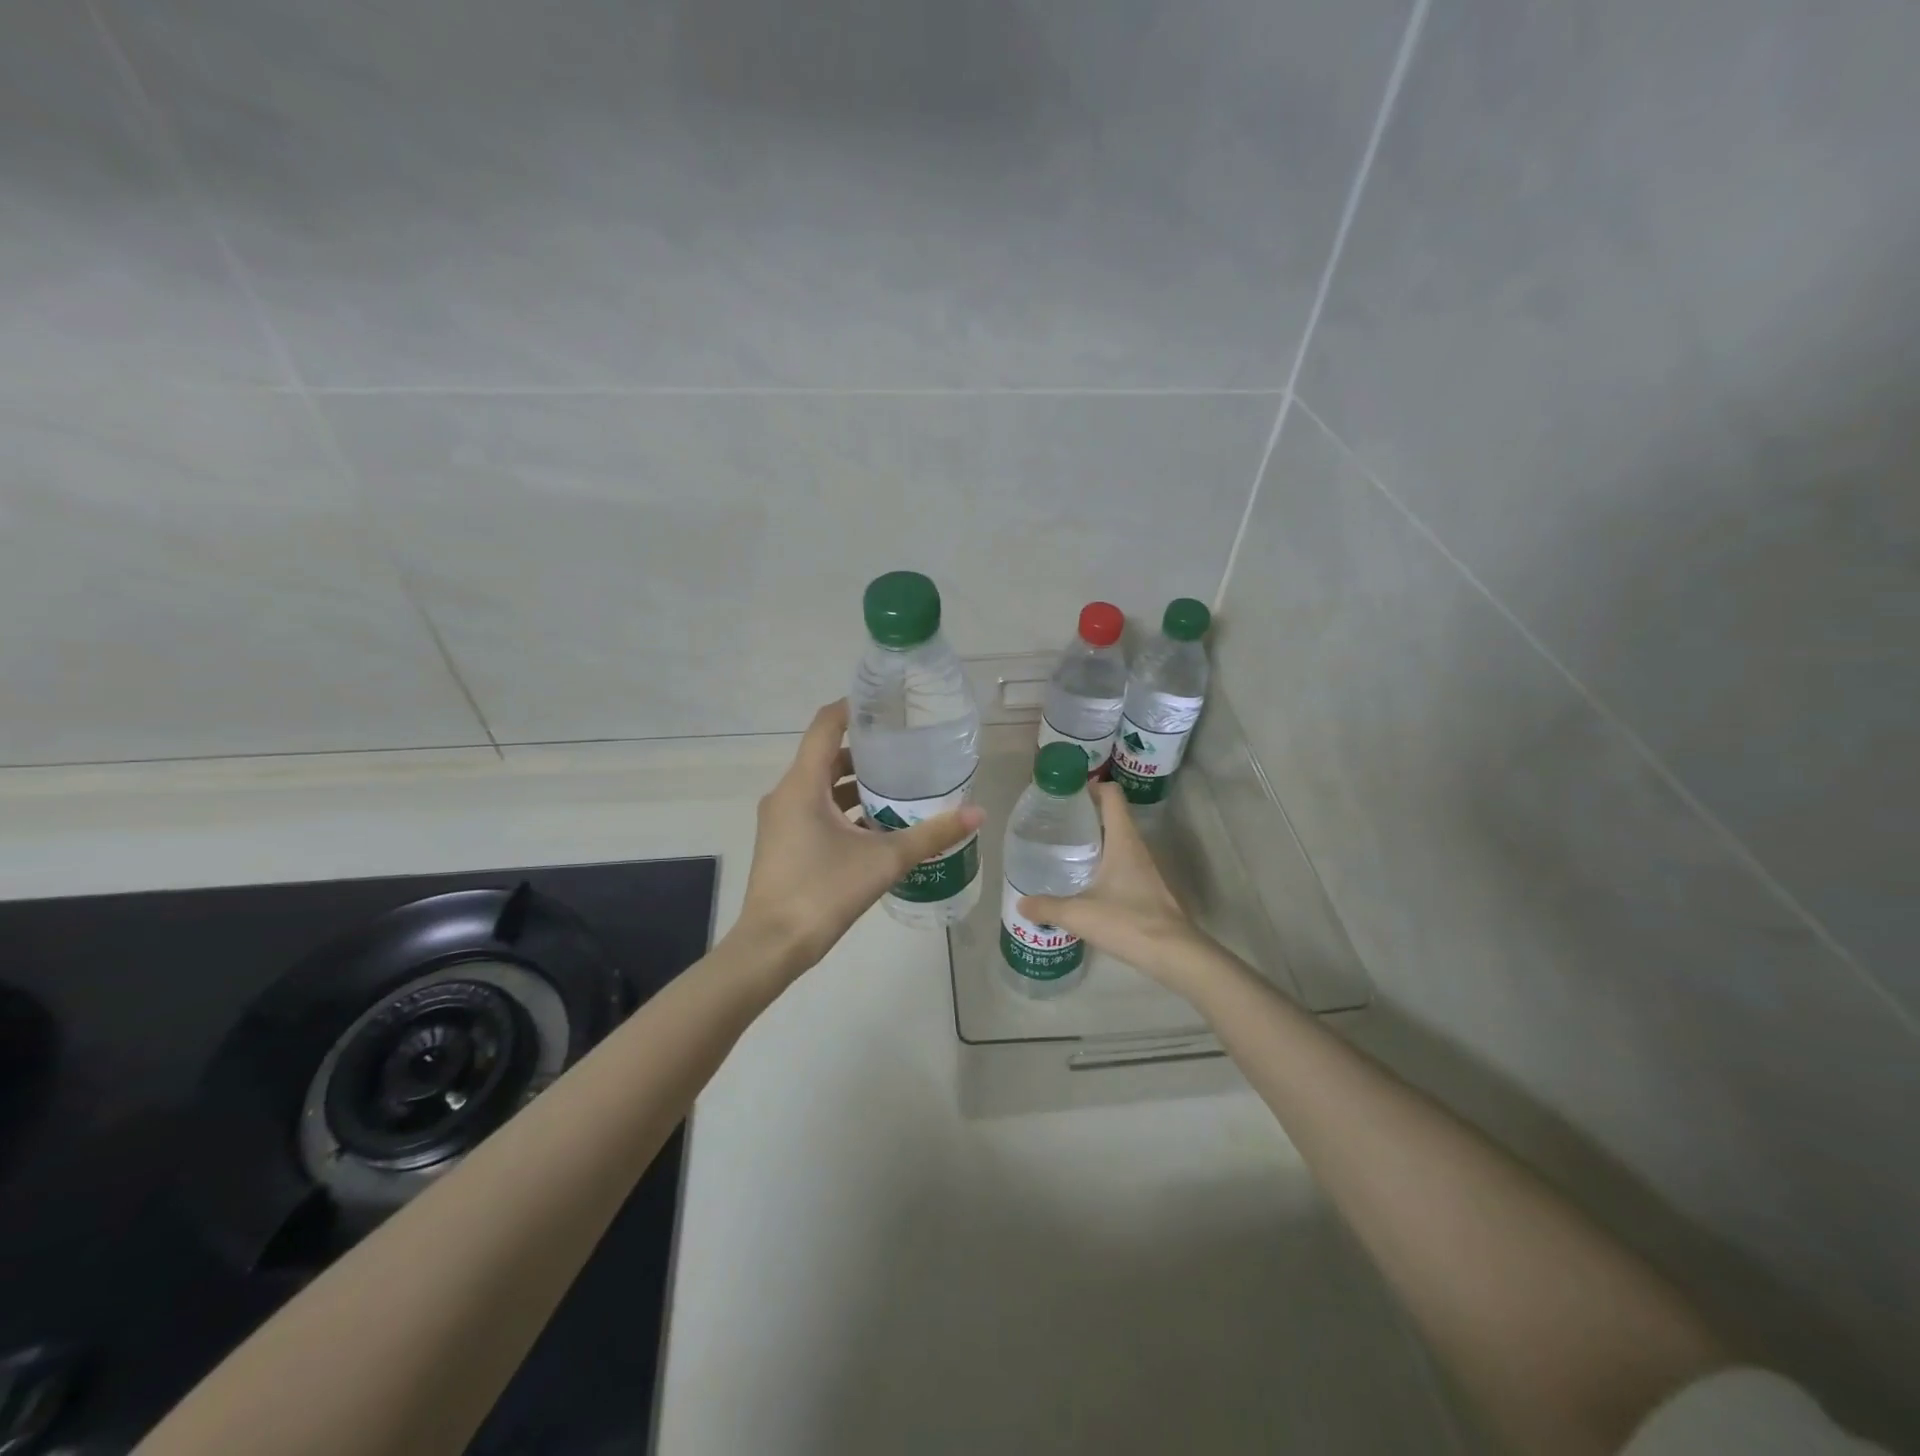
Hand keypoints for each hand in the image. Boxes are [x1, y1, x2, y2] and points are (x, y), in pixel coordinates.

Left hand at [732, 700, 985, 980]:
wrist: (773, 946)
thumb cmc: (824, 892)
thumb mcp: (884, 860)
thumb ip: (931, 834)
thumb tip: (977, 813)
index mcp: (803, 785)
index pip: (825, 725)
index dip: (854, 708)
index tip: (887, 705)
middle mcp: (786, 794)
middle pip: (826, 756)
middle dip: (866, 752)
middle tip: (907, 750)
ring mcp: (781, 820)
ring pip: (821, 787)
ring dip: (855, 784)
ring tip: (899, 787)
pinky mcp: (783, 842)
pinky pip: (815, 810)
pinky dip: (843, 809)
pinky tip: (877, 826)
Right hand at [1018, 782, 1210, 989]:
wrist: (1174, 954)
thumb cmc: (1128, 921)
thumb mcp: (1079, 914)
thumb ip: (1047, 907)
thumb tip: (1022, 903)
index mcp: (1123, 841)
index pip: (1112, 796)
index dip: (1092, 788)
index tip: (1068, 794)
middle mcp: (1137, 848)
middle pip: (1114, 818)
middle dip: (1088, 816)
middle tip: (1058, 824)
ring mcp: (1146, 869)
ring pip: (1120, 843)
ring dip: (1097, 842)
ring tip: (1067, 852)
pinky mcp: (1149, 890)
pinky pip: (1124, 866)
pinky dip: (1105, 865)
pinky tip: (1087, 884)